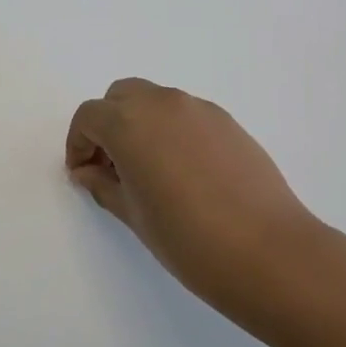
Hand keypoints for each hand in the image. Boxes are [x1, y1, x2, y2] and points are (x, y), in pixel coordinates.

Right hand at [65, 79, 320, 297]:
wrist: (266, 250)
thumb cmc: (187, 238)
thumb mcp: (133, 215)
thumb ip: (103, 185)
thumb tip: (88, 171)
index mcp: (130, 123)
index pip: (89, 116)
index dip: (78, 144)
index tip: (83, 174)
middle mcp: (163, 103)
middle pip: (121, 97)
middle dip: (108, 125)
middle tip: (112, 167)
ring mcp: (199, 108)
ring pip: (156, 101)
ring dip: (141, 124)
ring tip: (149, 170)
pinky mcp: (227, 121)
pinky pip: (186, 114)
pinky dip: (172, 129)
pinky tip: (184, 172)